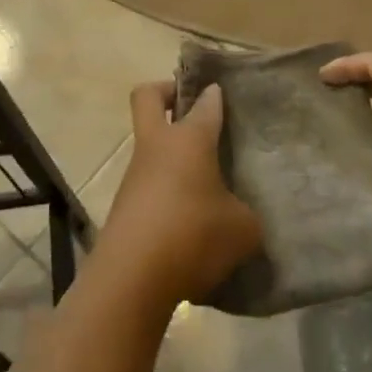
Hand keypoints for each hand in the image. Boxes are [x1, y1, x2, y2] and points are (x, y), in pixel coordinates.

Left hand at [100, 82, 263, 305]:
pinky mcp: (124, 205)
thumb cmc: (193, 236)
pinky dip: (165, 190)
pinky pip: (147, 184)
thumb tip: (241, 216)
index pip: (205, 103)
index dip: (214, 95)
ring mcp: (135, 175)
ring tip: (203, 181)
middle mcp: (157, 146)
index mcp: (189, 139)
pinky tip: (188, 219)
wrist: (131, 279)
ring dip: (170, 152)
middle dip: (167, 92)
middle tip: (191, 108)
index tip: (223, 94)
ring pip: (149, 144)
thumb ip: (246, 215)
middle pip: (148, 97)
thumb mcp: (242, 229)